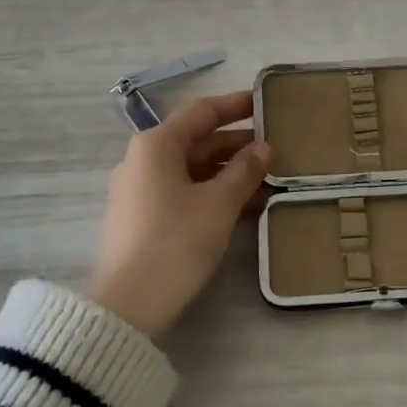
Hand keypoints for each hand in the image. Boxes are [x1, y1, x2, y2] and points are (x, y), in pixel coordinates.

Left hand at [85, 91, 271, 336]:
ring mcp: (142, 190)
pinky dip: (214, 194)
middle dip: (238, 145)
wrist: (129, 304)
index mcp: (157, 145)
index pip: (201, 112)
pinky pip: (186, 192)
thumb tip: (264, 147)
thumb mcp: (218, 204)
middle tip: (277, 148)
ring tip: (270, 178)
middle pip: (197, 141)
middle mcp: (144, 160)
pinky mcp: (144, 218)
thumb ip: (244, 171)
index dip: (235, 106)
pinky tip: (246, 205)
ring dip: (230, 172)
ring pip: (193, 170)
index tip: (265, 102)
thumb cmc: (176, 241)